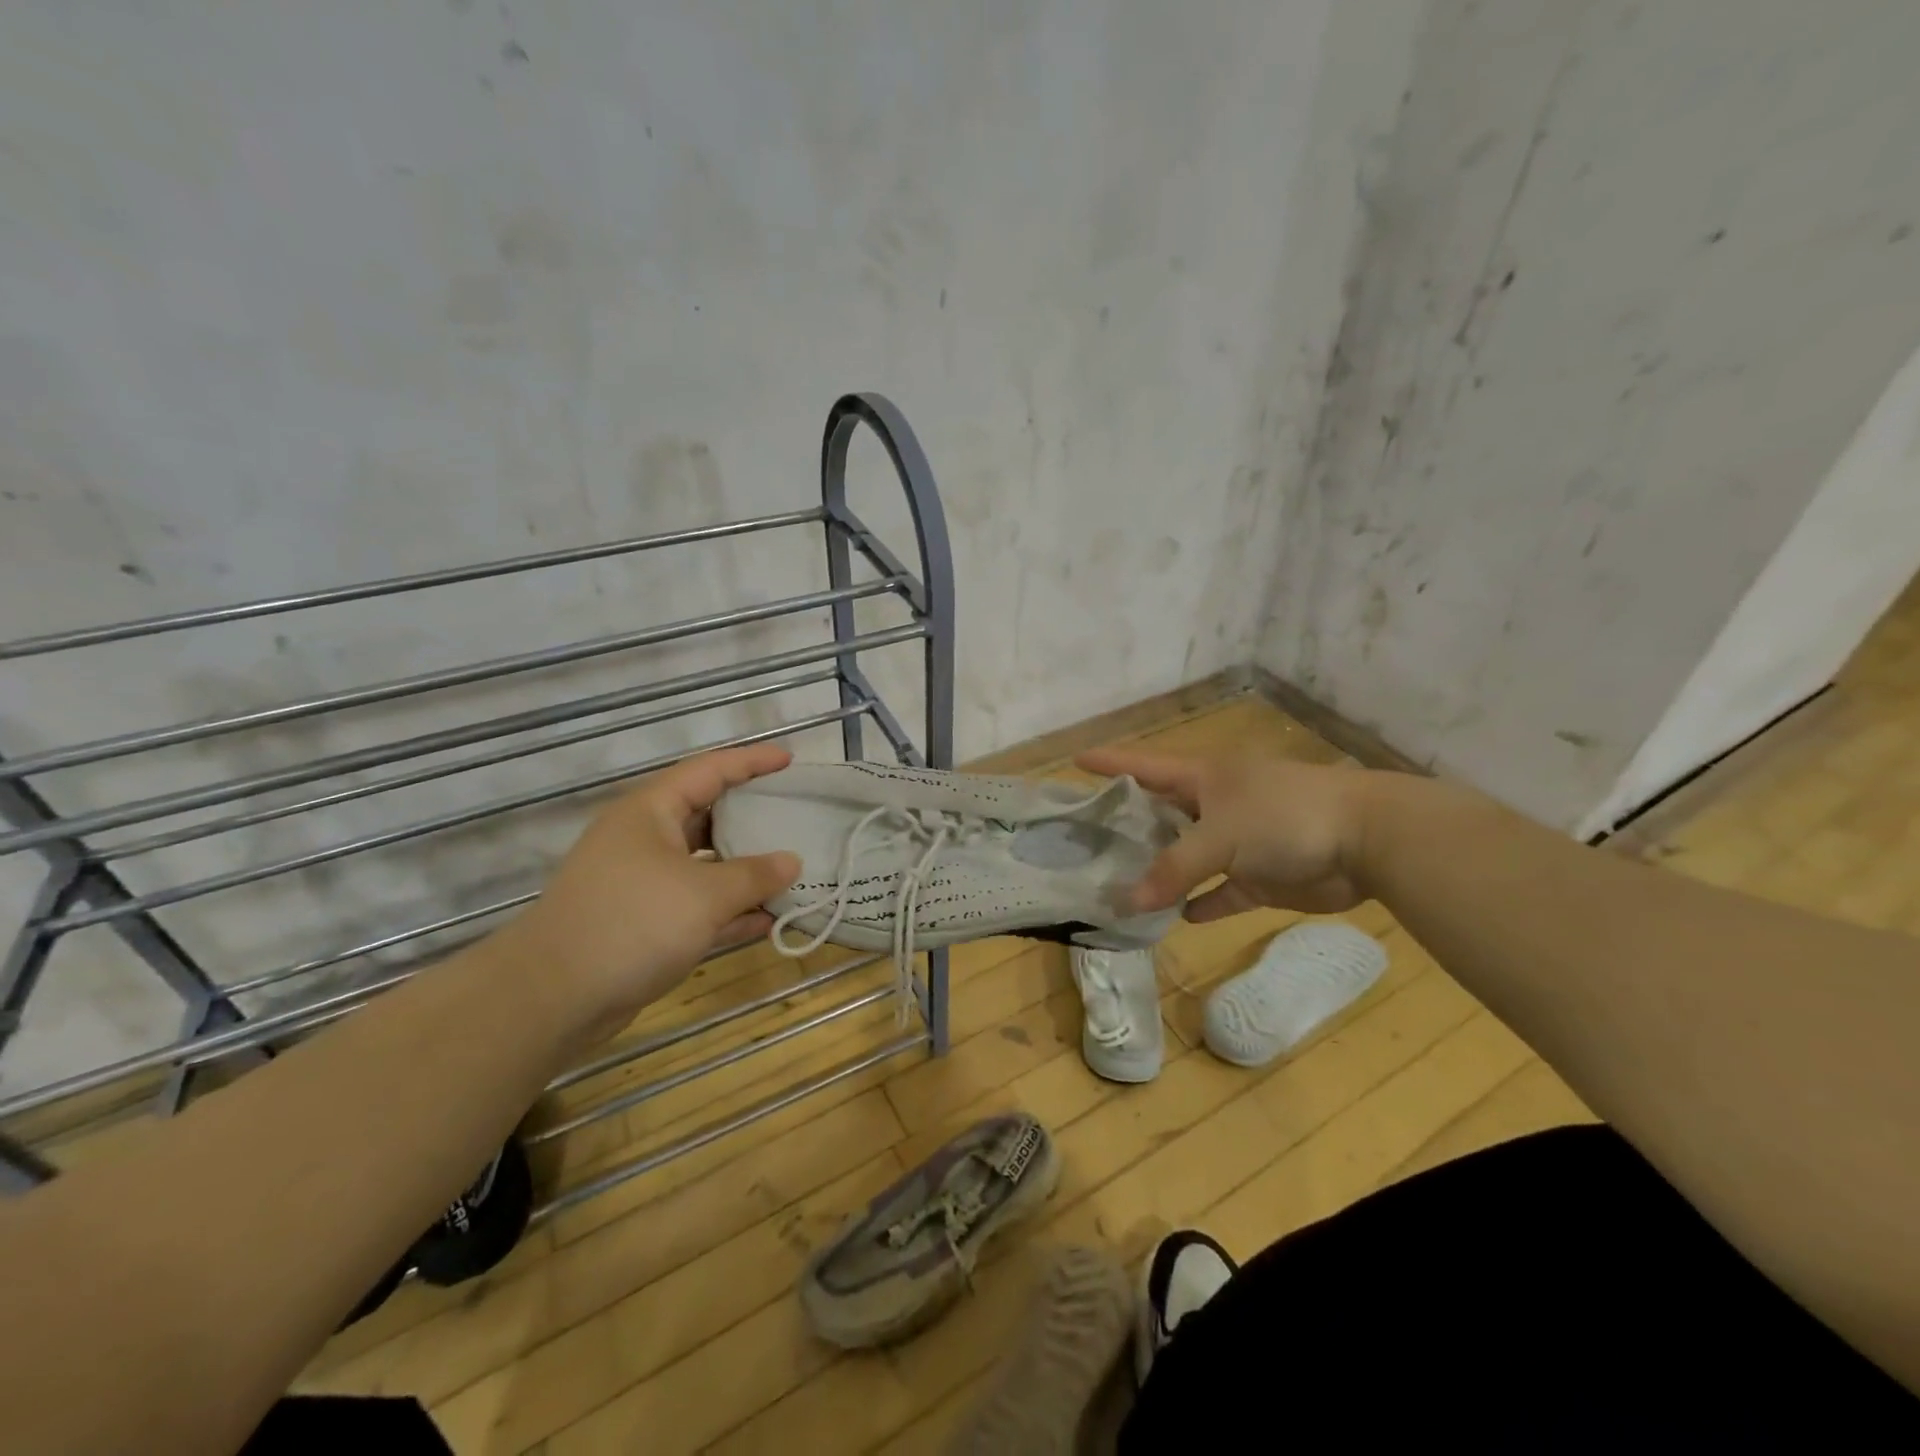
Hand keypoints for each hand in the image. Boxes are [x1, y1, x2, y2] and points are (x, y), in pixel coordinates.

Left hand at [491, 743, 800, 1046]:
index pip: (710, 771)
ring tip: (791, 869)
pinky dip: (730, 909)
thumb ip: (754, 875)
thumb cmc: (632, 923)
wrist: (552, 997)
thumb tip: (792, 862)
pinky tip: (768, 919)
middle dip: (751, 816)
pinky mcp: (644, 922)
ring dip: (745, 869)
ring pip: (705, 863)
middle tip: (794, 814)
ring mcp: (642, 882)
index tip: (790, 761)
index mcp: (651, 812)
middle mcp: (645, 839)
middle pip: (707, 815)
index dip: (752, 762)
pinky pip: (698, 904)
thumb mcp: (705, 894)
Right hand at [1076, 746, 1377, 919]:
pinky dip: (1202, 903)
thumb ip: (1173, 868)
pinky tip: (1176, 917)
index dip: (1110, 762)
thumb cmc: (1283, 816)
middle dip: (1128, 826)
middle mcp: (1215, 804)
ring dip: (1161, 873)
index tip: (1075, 761)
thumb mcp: (1220, 835)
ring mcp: (1239, 841)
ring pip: (1188, 857)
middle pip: (1161, 813)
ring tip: (1119, 887)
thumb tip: (1126, 903)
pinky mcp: (1261, 876)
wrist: (1368, 841)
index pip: (1144, 765)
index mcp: (1203, 777)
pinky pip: (1221, 892)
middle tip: (1085, 843)